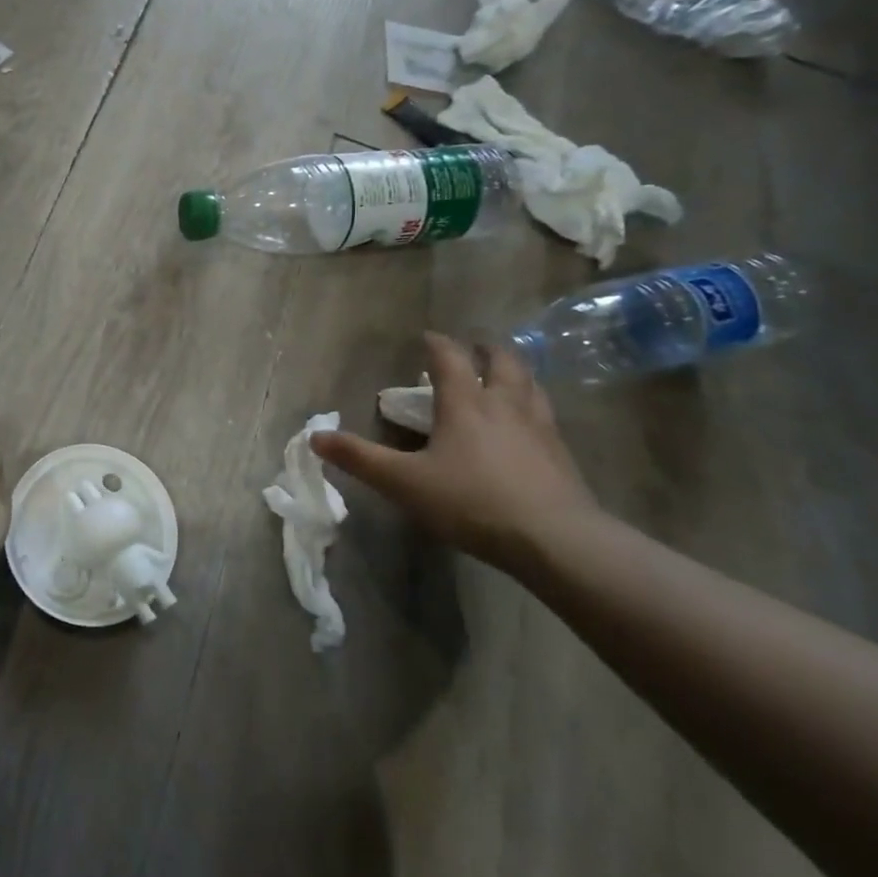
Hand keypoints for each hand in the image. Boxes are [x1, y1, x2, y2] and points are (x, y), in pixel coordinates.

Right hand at [311, 332, 602, 569]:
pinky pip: (547, 416)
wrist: (555, 539)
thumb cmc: (472, 502)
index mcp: (466, 404)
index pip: (450, 359)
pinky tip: (530, 425)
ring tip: (507, 375)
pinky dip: (534, 406)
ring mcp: (540, 428)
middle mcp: (505, 405)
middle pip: (503, 361)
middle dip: (486, 349)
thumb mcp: (404, 483)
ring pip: (531, 384)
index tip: (427, 336)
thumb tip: (315, 438)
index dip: (437, 344)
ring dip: (516, 372)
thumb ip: (360, 459)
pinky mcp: (562, 455)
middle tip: (475, 347)